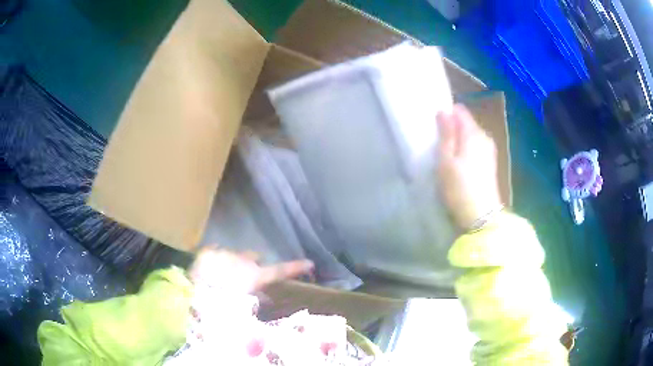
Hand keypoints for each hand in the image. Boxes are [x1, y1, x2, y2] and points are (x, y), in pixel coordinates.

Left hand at [189, 249, 313, 293]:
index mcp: (254, 276)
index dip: (295, 267)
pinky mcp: (209, 251)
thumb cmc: (221, 303)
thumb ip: (256, 303)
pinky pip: (216, 252)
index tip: (309, 263)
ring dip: (234, 264)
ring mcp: (225, 254)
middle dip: (253, 265)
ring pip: (236, 255)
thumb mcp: (242, 309)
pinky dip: (216, 260)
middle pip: (255, 258)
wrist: (192, 290)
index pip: (280, 271)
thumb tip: (266, 300)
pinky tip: (209, 271)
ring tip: (222, 278)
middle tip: (245, 279)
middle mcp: (244, 261)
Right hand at [437, 104, 501, 228]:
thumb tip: (443, 111)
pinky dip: (466, 150)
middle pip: (466, 123)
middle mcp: (484, 137)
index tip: (435, 128)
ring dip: (458, 141)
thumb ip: (446, 134)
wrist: (481, 216)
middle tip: (438, 144)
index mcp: (473, 133)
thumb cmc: (459, 187)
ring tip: (446, 155)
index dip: (447, 115)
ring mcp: (489, 150)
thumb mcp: (446, 160)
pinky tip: (459, 164)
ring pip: (470, 136)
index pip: (460, 111)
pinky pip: (475, 147)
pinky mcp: (490, 163)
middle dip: (452, 129)